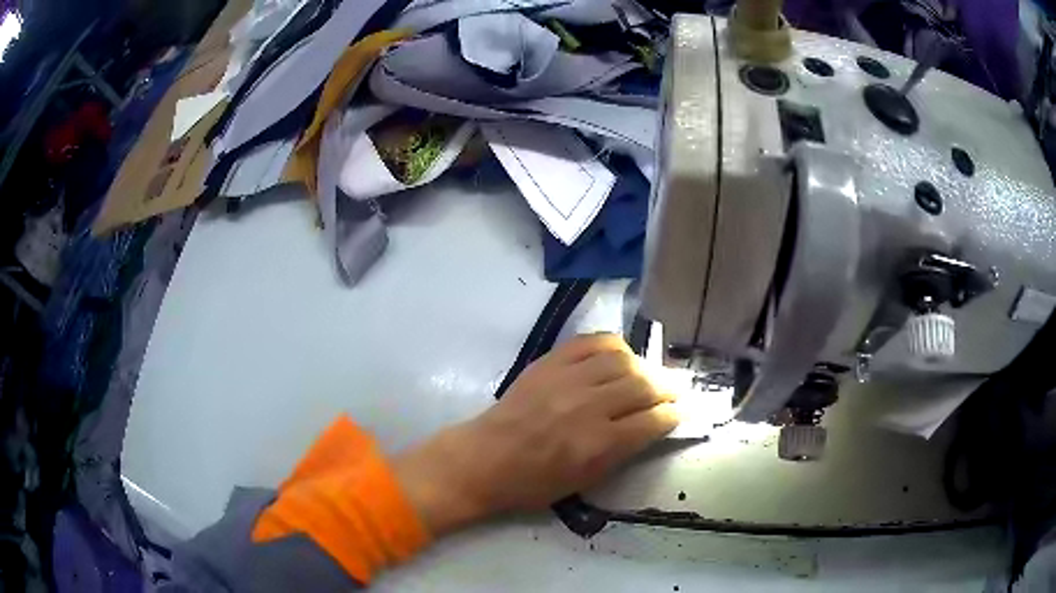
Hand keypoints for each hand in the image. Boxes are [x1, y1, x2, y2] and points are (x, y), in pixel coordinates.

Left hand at [394, 333, 678, 535]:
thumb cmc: (533, 483)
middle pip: (644, 385)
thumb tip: (652, 425)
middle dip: (668, 388)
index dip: (674, 415)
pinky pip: (591, 341)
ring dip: (644, 366)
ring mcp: (567, 379)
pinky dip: (613, 345)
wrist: (485, 459)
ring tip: (648, 374)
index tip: (681, 413)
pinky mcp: (549, 362)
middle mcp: (588, 406)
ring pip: (622, 359)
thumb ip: (622, 451)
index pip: (653, 420)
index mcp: (599, 444)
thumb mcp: (585, 481)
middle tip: (675, 391)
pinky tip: (619, 355)